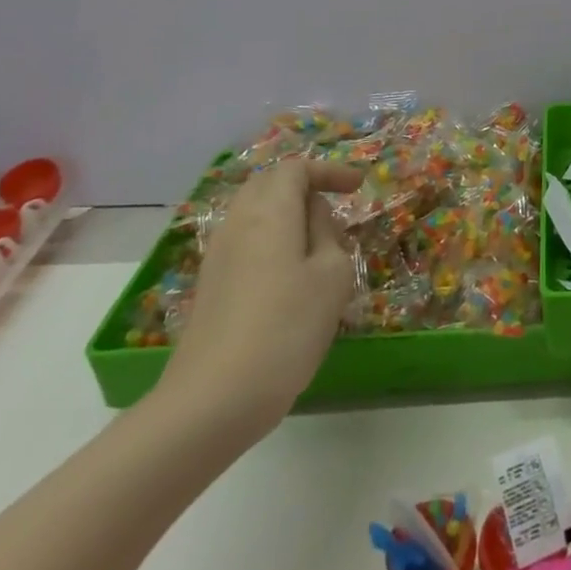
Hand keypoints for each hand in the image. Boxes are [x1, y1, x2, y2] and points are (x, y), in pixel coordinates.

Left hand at [153, 158, 361, 439]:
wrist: (212, 401)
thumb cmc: (285, 328)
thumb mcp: (331, 275)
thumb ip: (328, 233)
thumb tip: (313, 218)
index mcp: (269, 211)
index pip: (296, 168)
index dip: (330, 170)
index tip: (360, 186)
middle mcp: (237, 223)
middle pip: (269, 184)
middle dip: (305, 187)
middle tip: (337, 207)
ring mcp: (218, 256)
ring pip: (255, 214)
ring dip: (288, 216)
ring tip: (319, 244)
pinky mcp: (210, 287)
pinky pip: (245, 242)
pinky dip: (272, 241)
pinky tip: (291, 276)